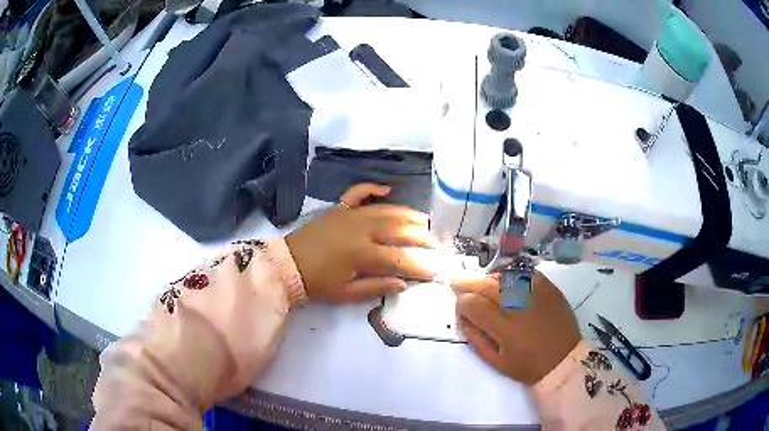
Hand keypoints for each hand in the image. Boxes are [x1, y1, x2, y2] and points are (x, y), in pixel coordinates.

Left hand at [286, 183, 436, 302]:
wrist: (287, 264)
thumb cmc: (318, 283)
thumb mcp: (346, 293)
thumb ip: (376, 287)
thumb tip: (404, 283)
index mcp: (362, 253)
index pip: (400, 259)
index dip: (420, 265)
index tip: (436, 270)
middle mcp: (361, 229)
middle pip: (398, 230)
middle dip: (421, 237)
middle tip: (437, 242)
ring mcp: (349, 214)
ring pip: (385, 210)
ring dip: (407, 214)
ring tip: (425, 220)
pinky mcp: (339, 208)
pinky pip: (358, 193)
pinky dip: (372, 189)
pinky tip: (387, 189)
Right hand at [455, 271, 580, 384]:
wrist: (564, 359)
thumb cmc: (528, 366)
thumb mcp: (497, 362)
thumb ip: (476, 339)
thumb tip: (462, 318)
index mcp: (505, 330)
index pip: (474, 306)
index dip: (461, 303)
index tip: (458, 304)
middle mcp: (519, 307)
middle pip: (487, 286)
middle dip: (468, 283)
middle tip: (457, 282)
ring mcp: (536, 294)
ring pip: (505, 276)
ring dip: (488, 277)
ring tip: (480, 281)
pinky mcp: (549, 288)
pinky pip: (526, 272)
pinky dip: (512, 272)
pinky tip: (505, 277)